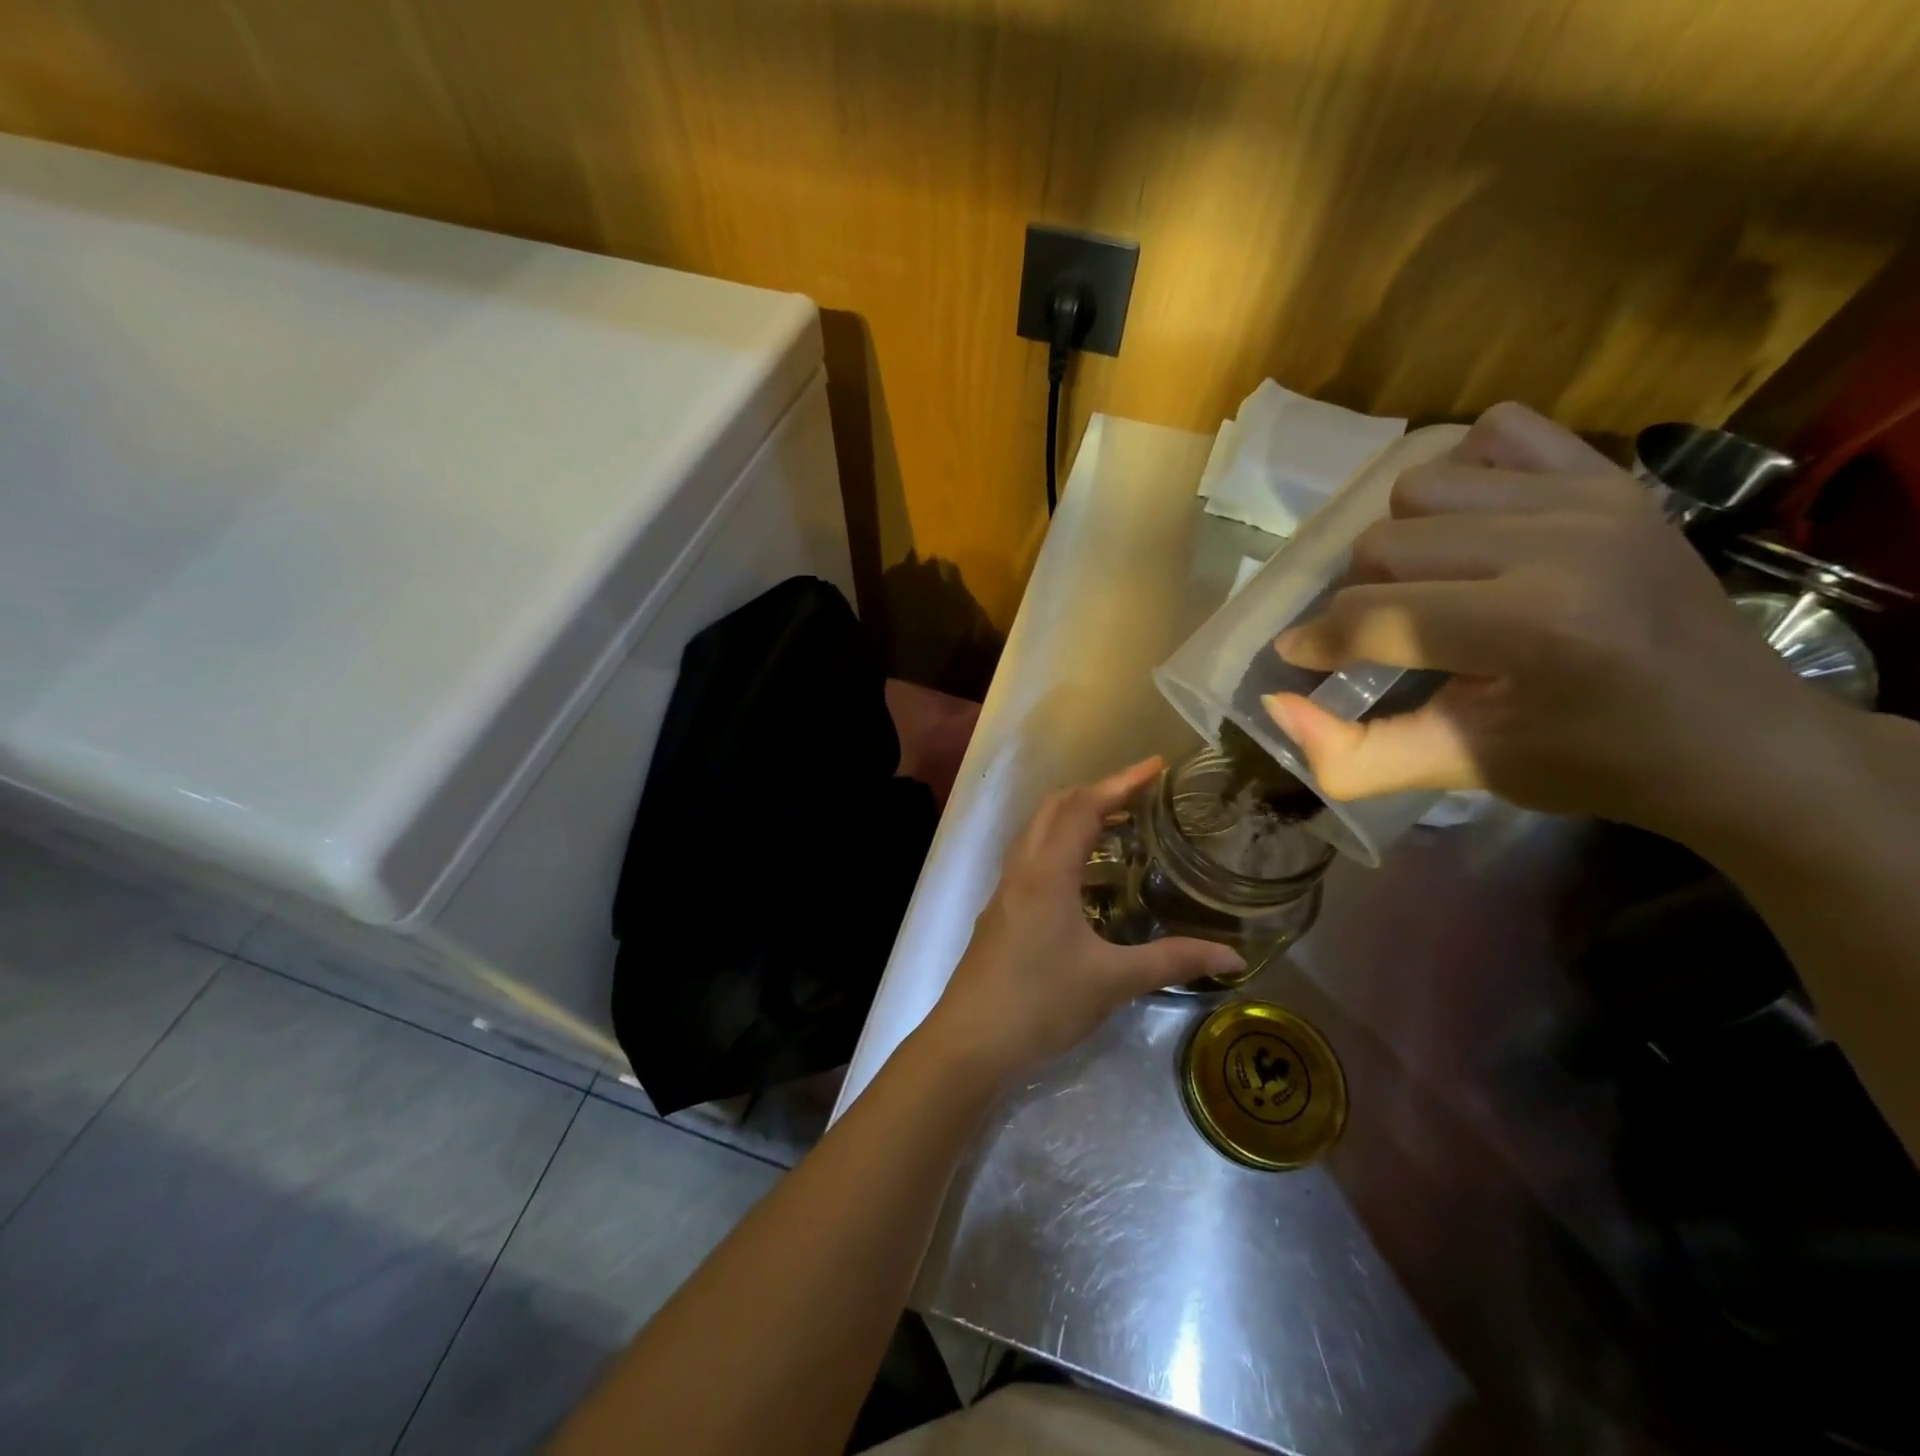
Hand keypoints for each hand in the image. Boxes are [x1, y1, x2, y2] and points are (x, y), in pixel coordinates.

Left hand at [924, 758, 1244, 1082]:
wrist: (970, 1041)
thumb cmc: (1041, 1003)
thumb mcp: (1113, 981)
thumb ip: (1172, 962)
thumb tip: (1232, 956)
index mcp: (1047, 872)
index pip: (1083, 807)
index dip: (1121, 782)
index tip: (1156, 766)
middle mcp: (1022, 869)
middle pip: (1055, 808)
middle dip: (1096, 792)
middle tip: (1139, 796)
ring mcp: (1005, 889)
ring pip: (1037, 831)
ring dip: (1073, 816)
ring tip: (1116, 826)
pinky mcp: (999, 911)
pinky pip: (1030, 856)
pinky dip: (1059, 844)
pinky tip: (1083, 876)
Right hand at [1262, 402, 1838, 837]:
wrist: (1737, 736)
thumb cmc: (1589, 763)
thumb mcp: (1459, 771)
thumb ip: (1351, 754)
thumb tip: (1274, 705)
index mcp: (1531, 628)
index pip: (1373, 616)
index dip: (1317, 643)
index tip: (1300, 660)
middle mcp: (1560, 542)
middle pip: (1383, 543)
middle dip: (1360, 597)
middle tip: (1382, 636)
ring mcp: (1590, 495)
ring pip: (1420, 485)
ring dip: (1402, 539)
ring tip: (1429, 584)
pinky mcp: (1610, 473)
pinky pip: (1495, 432)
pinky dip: (1463, 472)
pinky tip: (1474, 525)